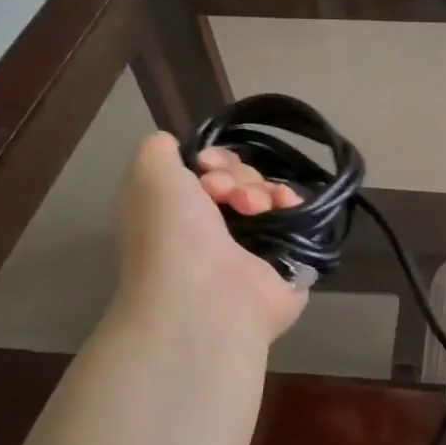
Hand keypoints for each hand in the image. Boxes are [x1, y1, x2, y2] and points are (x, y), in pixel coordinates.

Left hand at [113, 133, 306, 348]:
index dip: (212, 159)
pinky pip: (297, 219)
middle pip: (241, 180)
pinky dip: (292, 206)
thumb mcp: (148, 174)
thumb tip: (181, 147)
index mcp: (180, 213)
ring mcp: (252, 248)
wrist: (206, 298)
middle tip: (227, 195)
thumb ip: (159, 149)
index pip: (207, 171)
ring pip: (269, 196)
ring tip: (253, 208)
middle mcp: (214, 231)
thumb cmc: (171, 235)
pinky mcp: (287, 262)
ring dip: (262, 190)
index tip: (206, 165)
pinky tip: (284, 207)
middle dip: (237, 176)